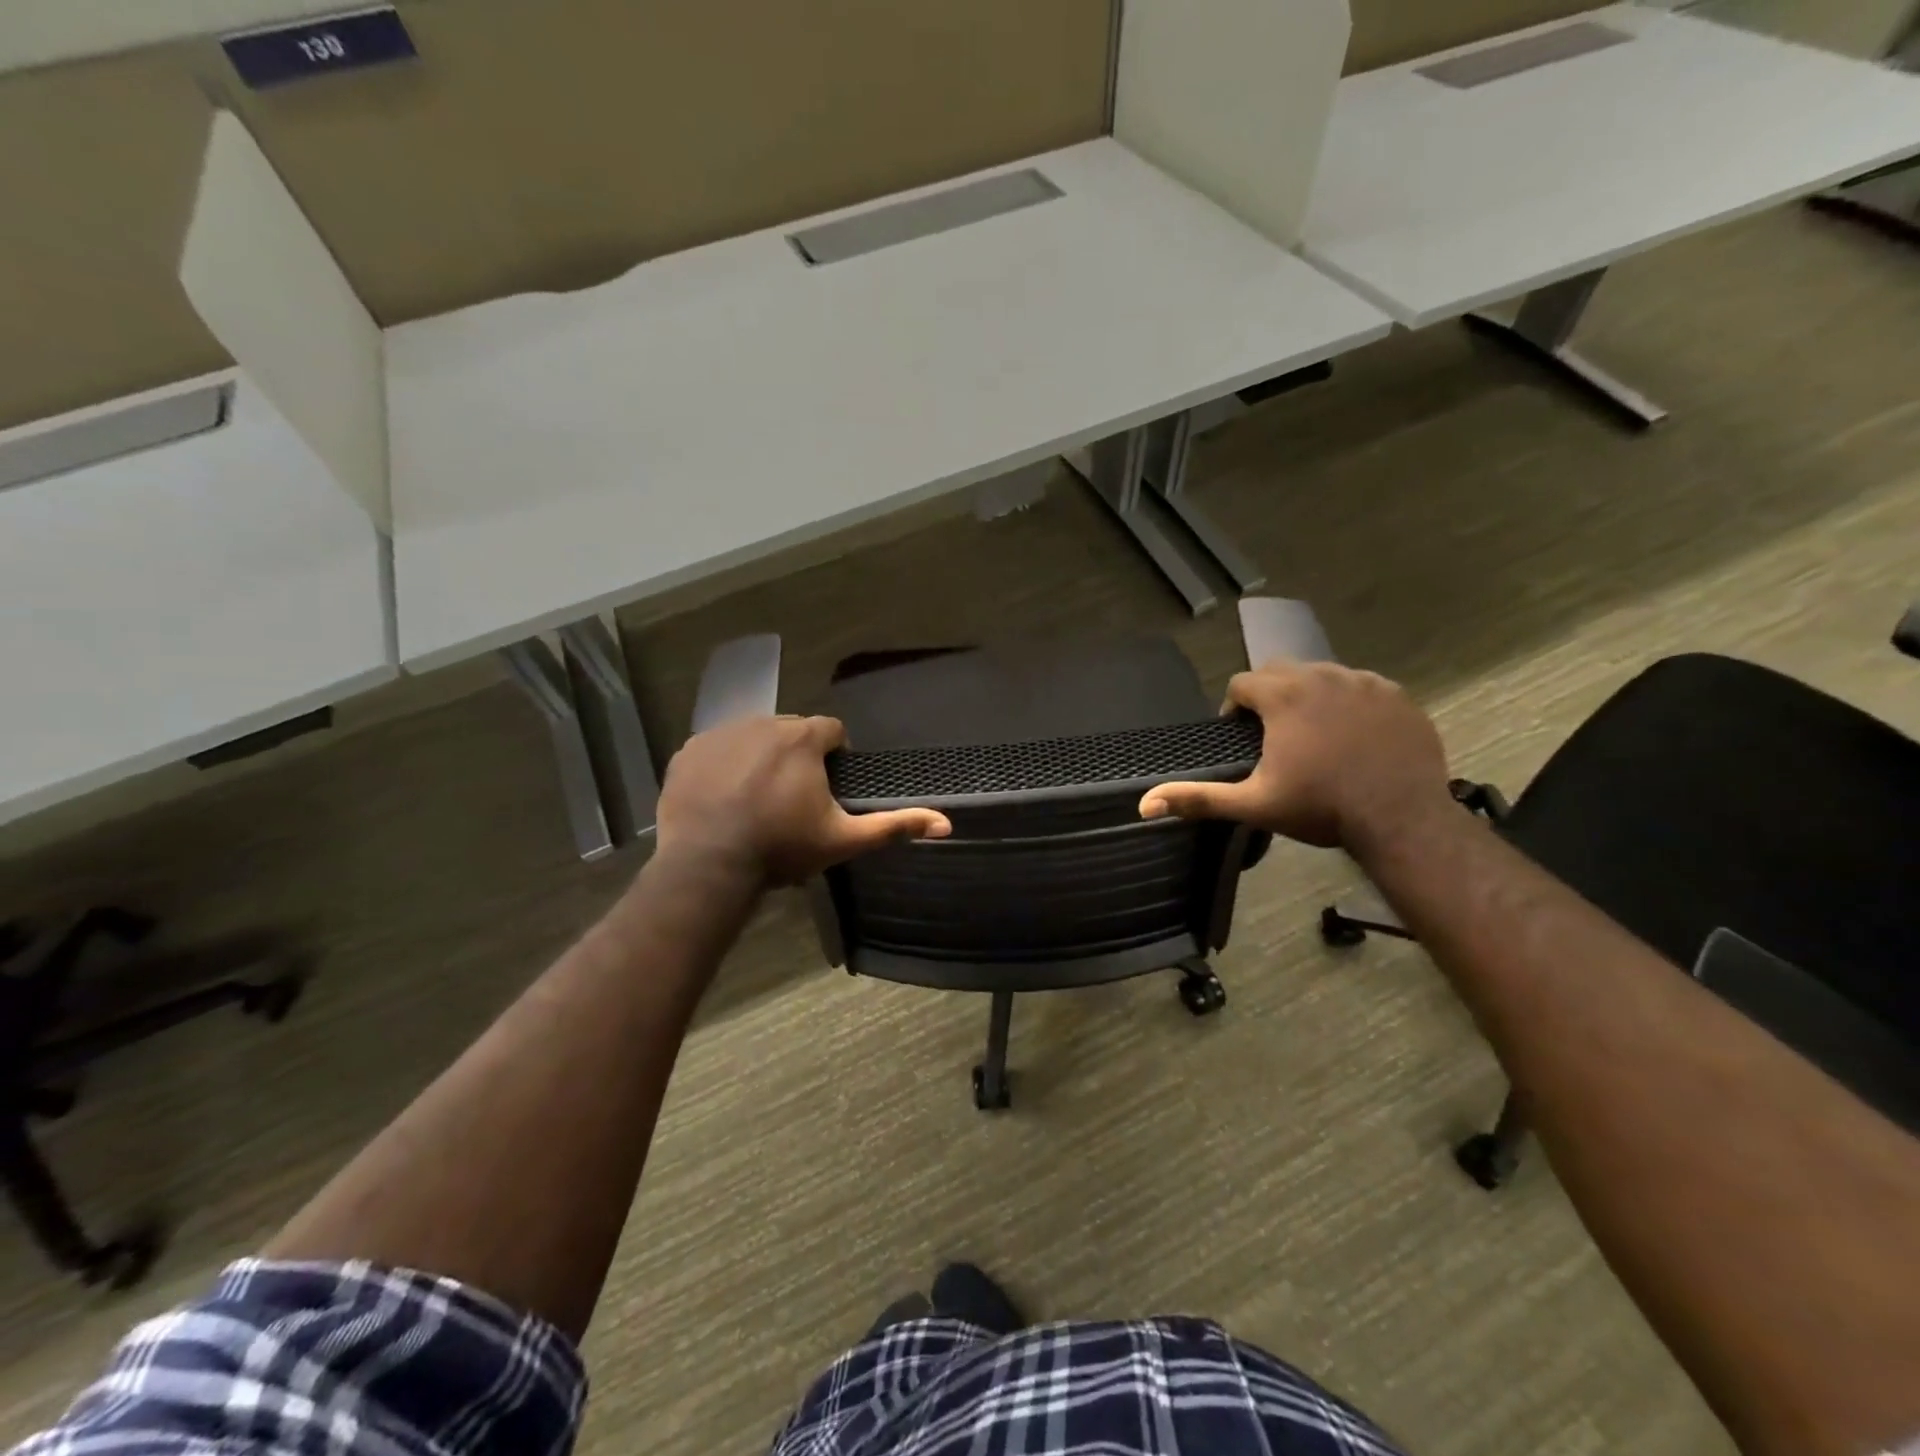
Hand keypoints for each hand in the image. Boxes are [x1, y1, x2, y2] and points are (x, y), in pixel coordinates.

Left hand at [656, 715, 950, 884]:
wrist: (708, 865)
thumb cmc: (782, 848)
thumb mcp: (843, 840)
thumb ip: (894, 827)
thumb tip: (947, 824)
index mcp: (803, 737)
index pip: (832, 731)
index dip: (835, 757)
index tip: (827, 787)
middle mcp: (763, 722)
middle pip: (792, 731)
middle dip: (797, 756)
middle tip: (792, 798)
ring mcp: (722, 733)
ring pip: (753, 736)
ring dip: (761, 758)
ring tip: (756, 798)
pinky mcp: (689, 750)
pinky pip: (716, 748)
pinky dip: (724, 766)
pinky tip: (723, 797)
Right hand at [1138, 663, 1451, 851]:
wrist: (1402, 820)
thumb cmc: (1321, 808)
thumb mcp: (1253, 804)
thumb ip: (1198, 798)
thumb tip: (1144, 804)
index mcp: (1284, 695)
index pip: (1242, 682)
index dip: (1234, 708)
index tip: (1241, 736)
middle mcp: (1323, 676)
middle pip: (1280, 670)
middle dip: (1269, 695)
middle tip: (1273, 735)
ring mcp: (1365, 683)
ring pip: (1322, 675)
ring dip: (1309, 696)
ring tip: (1313, 734)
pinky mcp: (1397, 696)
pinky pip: (1361, 687)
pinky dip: (1349, 703)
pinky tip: (1352, 736)